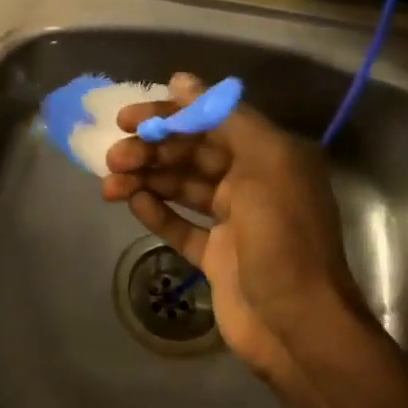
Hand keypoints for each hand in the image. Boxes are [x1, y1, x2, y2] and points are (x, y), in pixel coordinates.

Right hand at [102, 72, 364, 387]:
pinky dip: (157, 212)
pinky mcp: (217, 256)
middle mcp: (252, 182)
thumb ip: (224, 117)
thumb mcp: (265, 164)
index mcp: (270, 155)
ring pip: (181, 187)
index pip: (210, 122)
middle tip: (114, 158)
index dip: (168, 116)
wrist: (298, 327)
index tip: (127, 119)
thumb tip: (181, 80)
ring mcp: (234, 222)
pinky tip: (132, 204)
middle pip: (191, 154)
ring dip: (146, 180)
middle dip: (151, 151)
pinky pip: (181, 225)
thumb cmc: (283, 238)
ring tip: (109, 185)